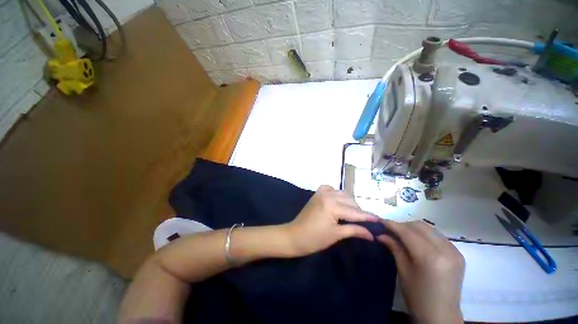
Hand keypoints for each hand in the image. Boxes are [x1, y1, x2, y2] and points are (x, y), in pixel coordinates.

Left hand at [283, 185, 378, 256]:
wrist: (294, 235)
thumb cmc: (314, 238)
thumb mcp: (336, 235)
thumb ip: (354, 230)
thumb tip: (371, 234)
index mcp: (332, 205)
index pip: (355, 212)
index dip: (368, 217)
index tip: (380, 220)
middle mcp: (328, 195)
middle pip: (350, 200)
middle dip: (359, 210)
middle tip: (365, 221)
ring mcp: (321, 192)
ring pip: (342, 193)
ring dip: (349, 202)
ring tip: (354, 213)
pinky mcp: (317, 193)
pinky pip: (331, 189)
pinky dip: (337, 193)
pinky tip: (339, 200)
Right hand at [378, 220, 464, 323]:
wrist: (441, 316)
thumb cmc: (417, 296)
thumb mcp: (403, 270)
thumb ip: (394, 248)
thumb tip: (380, 234)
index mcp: (430, 257)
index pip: (407, 232)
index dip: (392, 224)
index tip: (380, 221)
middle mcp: (445, 250)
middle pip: (420, 226)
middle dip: (403, 225)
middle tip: (391, 230)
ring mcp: (455, 251)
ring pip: (430, 229)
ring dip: (413, 228)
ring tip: (402, 235)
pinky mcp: (458, 254)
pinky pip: (438, 236)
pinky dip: (425, 235)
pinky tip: (418, 242)